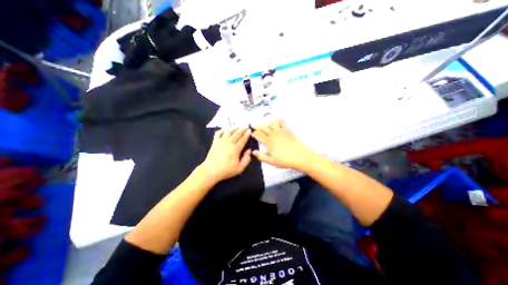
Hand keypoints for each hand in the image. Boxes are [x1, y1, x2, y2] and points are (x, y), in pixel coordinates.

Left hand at [200, 128, 251, 183]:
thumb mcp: (239, 168)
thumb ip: (246, 159)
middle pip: (237, 133)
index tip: (250, 130)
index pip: (243, 139)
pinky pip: (219, 133)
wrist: (211, 170)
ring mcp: (221, 141)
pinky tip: (225, 130)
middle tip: (246, 126)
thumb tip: (249, 150)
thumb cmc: (226, 170)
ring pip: (229, 131)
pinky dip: (223, 130)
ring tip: (238, 127)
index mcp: (235, 149)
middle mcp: (229, 142)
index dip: (247, 134)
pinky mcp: (215, 141)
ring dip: (234, 128)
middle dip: (242, 129)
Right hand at [249, 119, 313, 169]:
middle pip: (263, 127)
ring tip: (262, 122)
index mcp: (269, 142)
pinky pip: (281, 122)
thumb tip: (254, 152)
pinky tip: (275, 120)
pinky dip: (277, 120)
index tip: (252, 134)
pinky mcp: (288, 130)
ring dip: (265, 122)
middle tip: (253, 125)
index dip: (254, 133)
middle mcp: (274, 134)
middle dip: (257, 126)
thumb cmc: (286, 160)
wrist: (301, 156)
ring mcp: (281, 131)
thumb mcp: (272, 161)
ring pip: (271, 123)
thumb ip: (261, 156)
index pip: (259, 135)